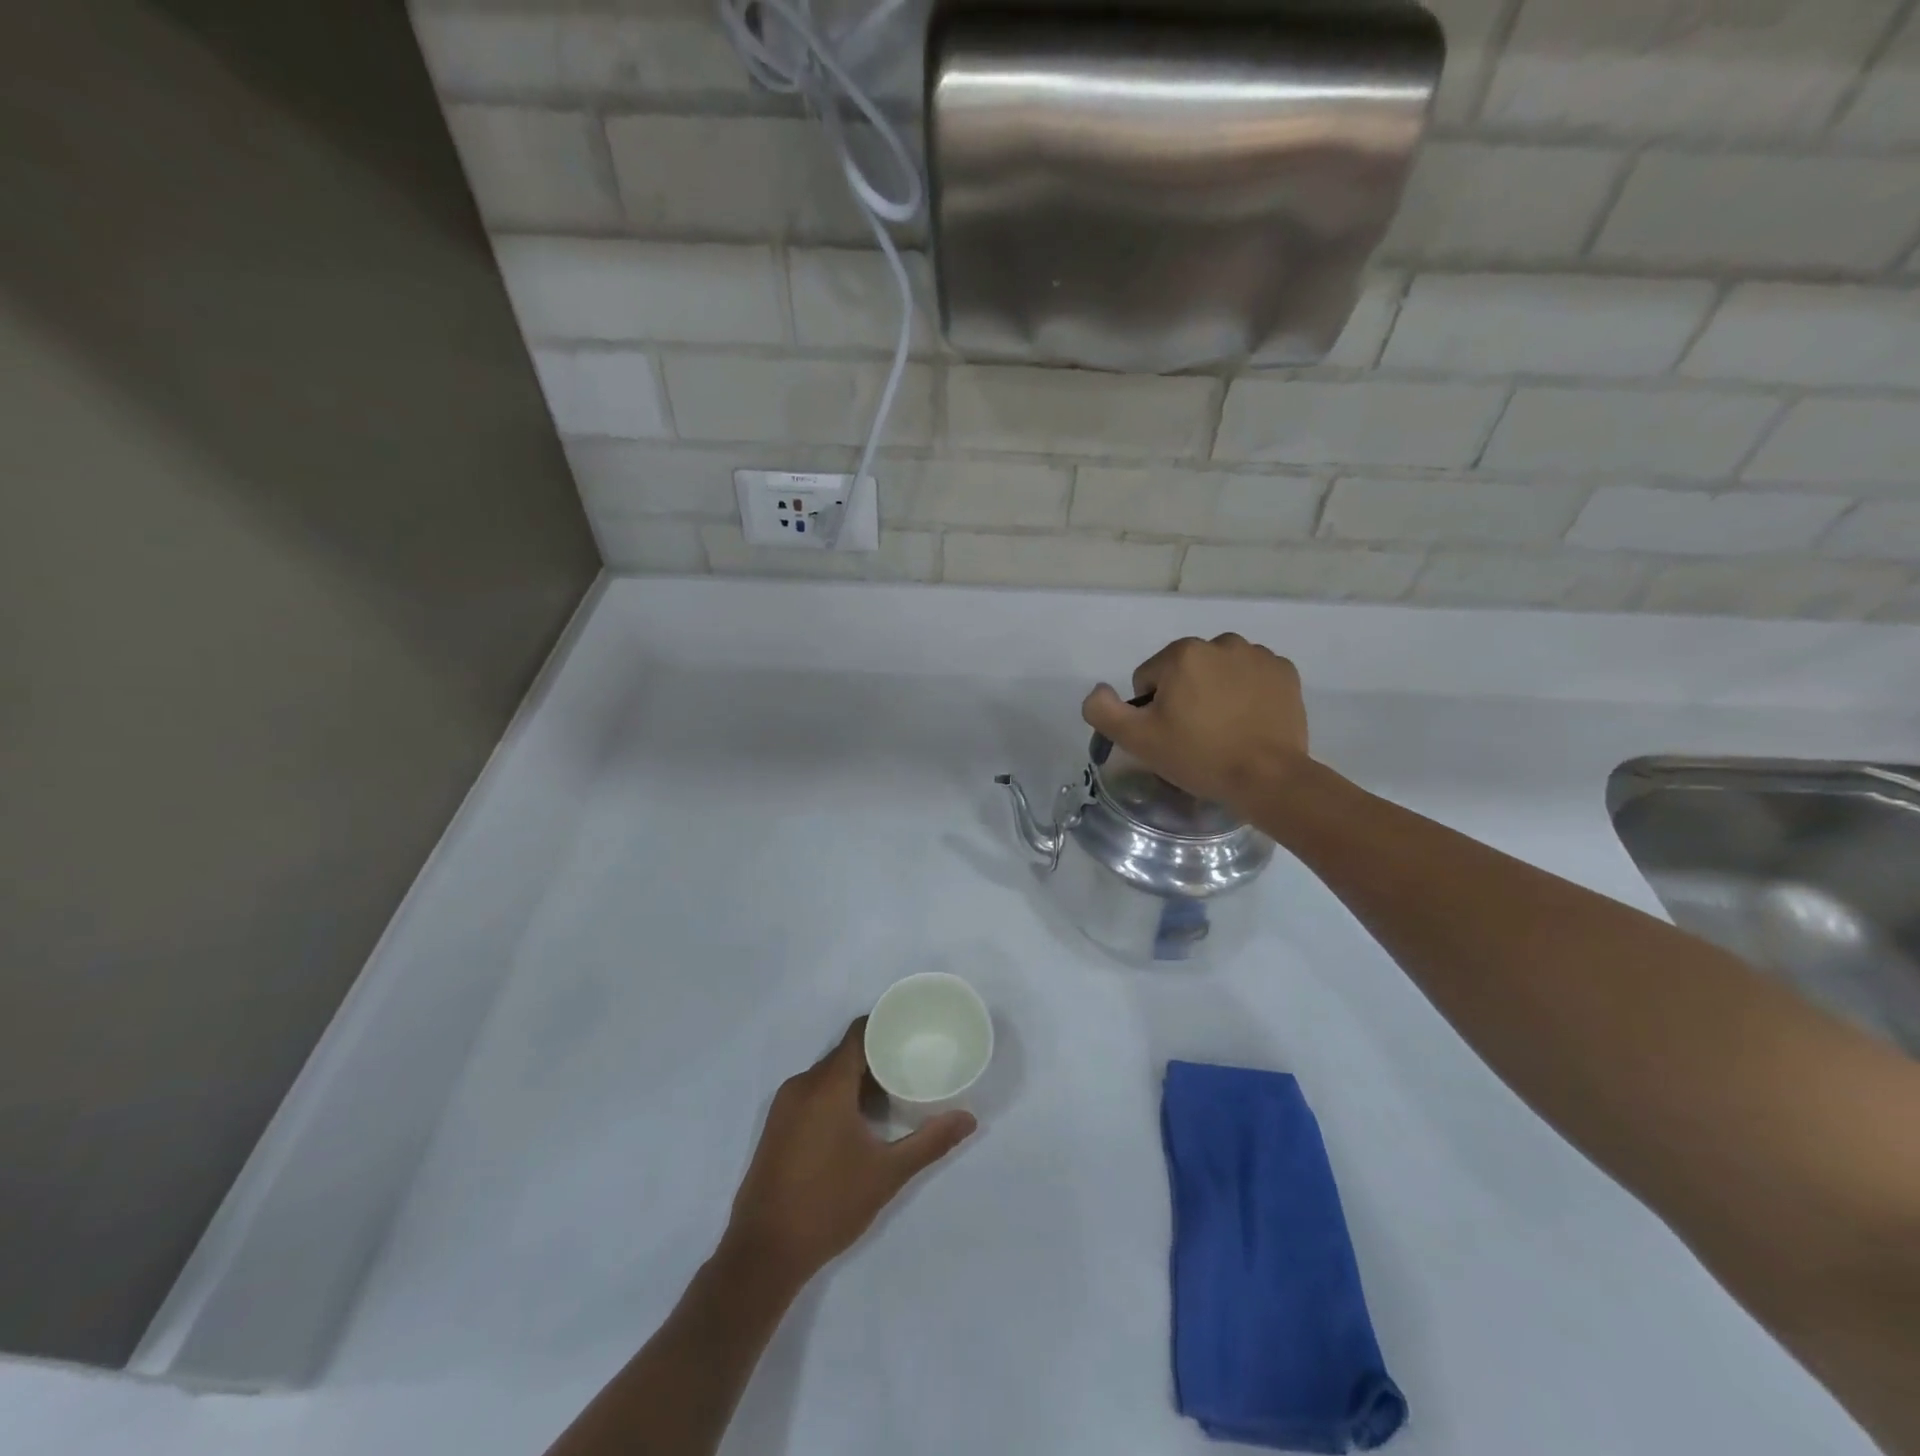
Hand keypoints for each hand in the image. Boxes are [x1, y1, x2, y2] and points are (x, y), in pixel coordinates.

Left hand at [725, 1019, 975, 1289]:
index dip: (886, 1026)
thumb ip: (930, 1141)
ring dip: (857, 1080)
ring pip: (828, 1075)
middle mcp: (802, 1084)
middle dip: (877, 1057)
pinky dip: (837, 1096)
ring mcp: (784, 1105)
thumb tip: (969, 1119)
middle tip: (912, 1066)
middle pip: (845, 1054)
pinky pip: (812, 1093)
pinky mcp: (776, 1126)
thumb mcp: (887, 1173)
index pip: (858, 1033)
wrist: (763, 1254)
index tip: (913, 1030)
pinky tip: (859, 1122)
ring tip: (892, 1095)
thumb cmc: (829, 1204)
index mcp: (827, 1085)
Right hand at [1081, 633, 1310, 812]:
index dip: (1152, 710)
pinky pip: (1253, 677)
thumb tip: (1098, 690)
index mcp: (1182, 654)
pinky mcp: (1285, 672)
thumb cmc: (1199, 756)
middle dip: (1184, 696)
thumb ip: (1103, 710)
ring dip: (1216, 692)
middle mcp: (1221, 643)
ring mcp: (1258, 655)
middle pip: (1185, 671)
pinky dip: (1248, 693)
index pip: (1148, 679)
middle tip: (1195, 735)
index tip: (1169, 735)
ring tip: (1225, 730)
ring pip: (1219, 672)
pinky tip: (1249, 722)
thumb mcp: (1137, 740)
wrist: (1268, 778)